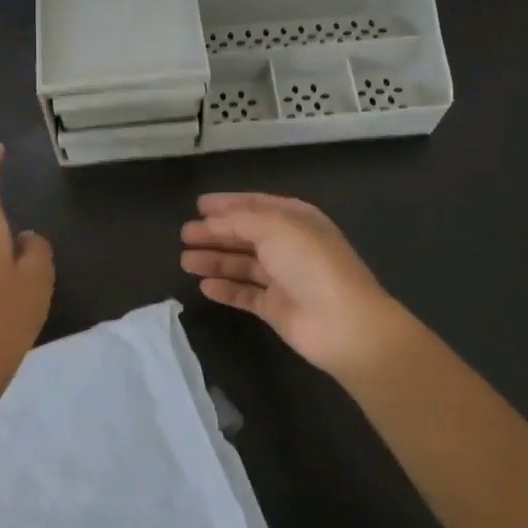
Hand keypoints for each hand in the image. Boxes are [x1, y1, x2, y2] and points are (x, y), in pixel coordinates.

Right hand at [180, 192, 418, 382]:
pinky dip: (225, 289)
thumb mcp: (275, 228)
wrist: (343, 323)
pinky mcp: (276, 308)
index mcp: (295, 219)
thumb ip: (239, 220)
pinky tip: (204, 287)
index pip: (255, 206)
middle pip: (244, 235)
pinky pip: (244, 294)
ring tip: (185, 260)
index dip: (227, 204)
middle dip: (214, 233)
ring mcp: (283, 278)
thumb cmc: (311, 264)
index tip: (198, 205)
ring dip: (214, 260)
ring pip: (241, 264)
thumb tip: (211, 220)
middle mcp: (288, 245)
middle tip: (184, 234)